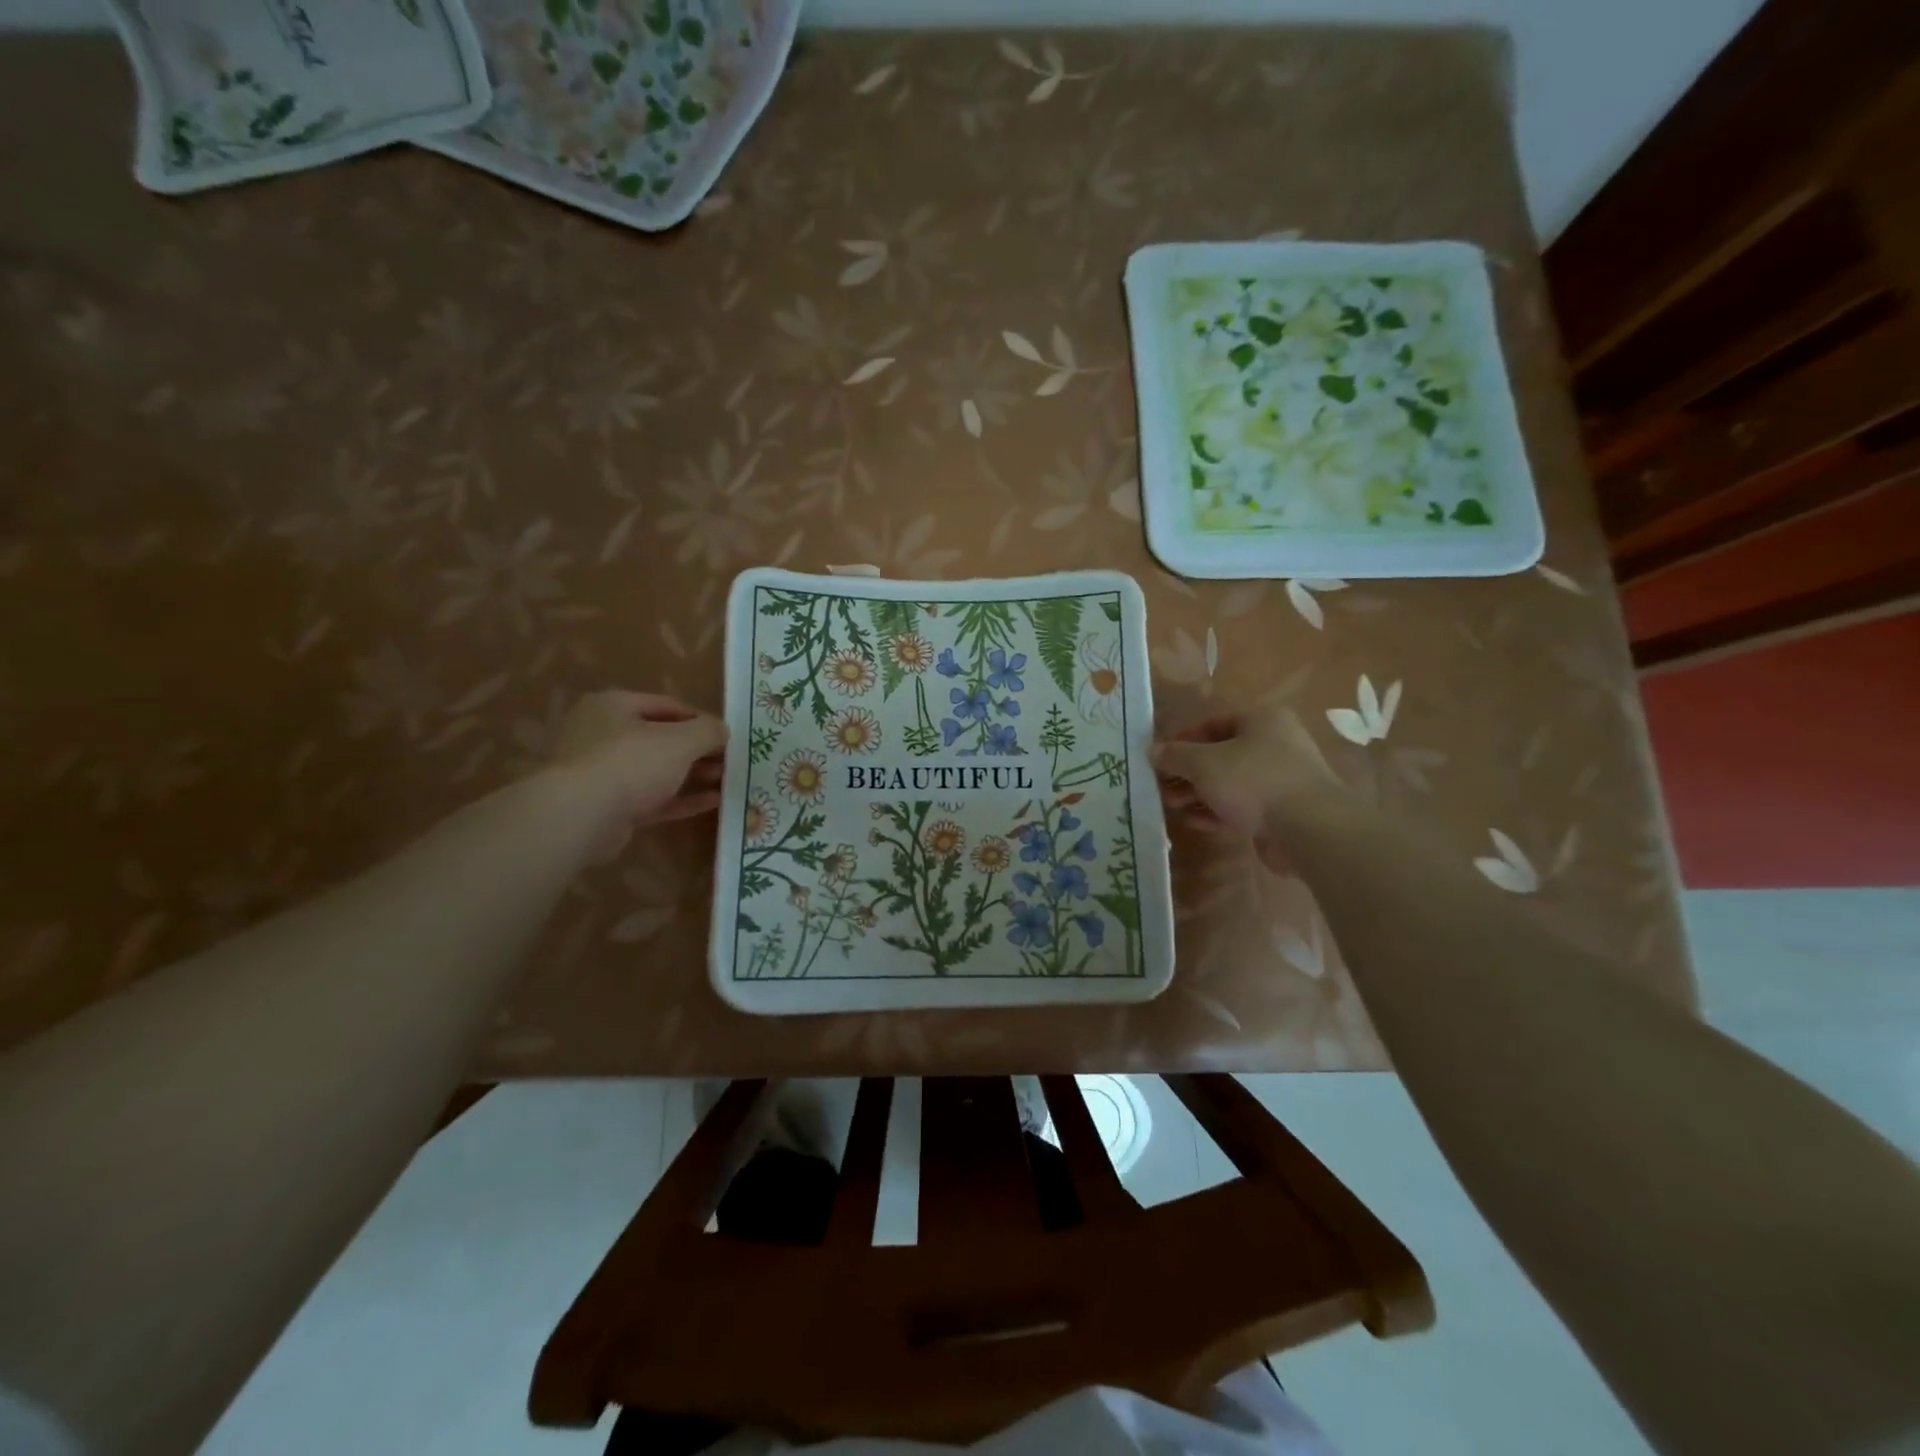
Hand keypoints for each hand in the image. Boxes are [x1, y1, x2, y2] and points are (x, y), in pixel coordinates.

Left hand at [550, 691, 727, 855]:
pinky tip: (713, 802)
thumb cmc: (630, 763)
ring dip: (693, 775)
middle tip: (730, 761)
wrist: (579, 817)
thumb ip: (708, 731)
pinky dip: (681, 799)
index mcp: (614, 706)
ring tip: (727, 781)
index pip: (668, 706)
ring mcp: (604, 773)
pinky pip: (653, 798)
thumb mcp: (681, 740)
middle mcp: (604, 734)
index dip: (702, 719)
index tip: (729, 736)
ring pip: (657, 770)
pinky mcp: (609, 807)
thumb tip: (723, 730)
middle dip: (699, 750)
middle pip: (662, 738)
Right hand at [1152, 702, 1338, 867]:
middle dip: (1188, 772)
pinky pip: (1243, 806)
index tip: (1158, 758)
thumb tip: (1153, 751)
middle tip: (1162, 786)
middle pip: (1220, 754)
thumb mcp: (1204, 763)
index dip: (1181, 740)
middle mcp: (1275, 744)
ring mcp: (1281, 780)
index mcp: (1262, 720)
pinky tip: (1193, 821)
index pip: (1212, 723)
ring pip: (1230, 783)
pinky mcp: (1282, 811)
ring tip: (1172, 805)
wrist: (1309, 829)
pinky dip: (1217, 811)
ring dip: (1199, 793)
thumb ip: (1175, 756)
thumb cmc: (1253, 781)